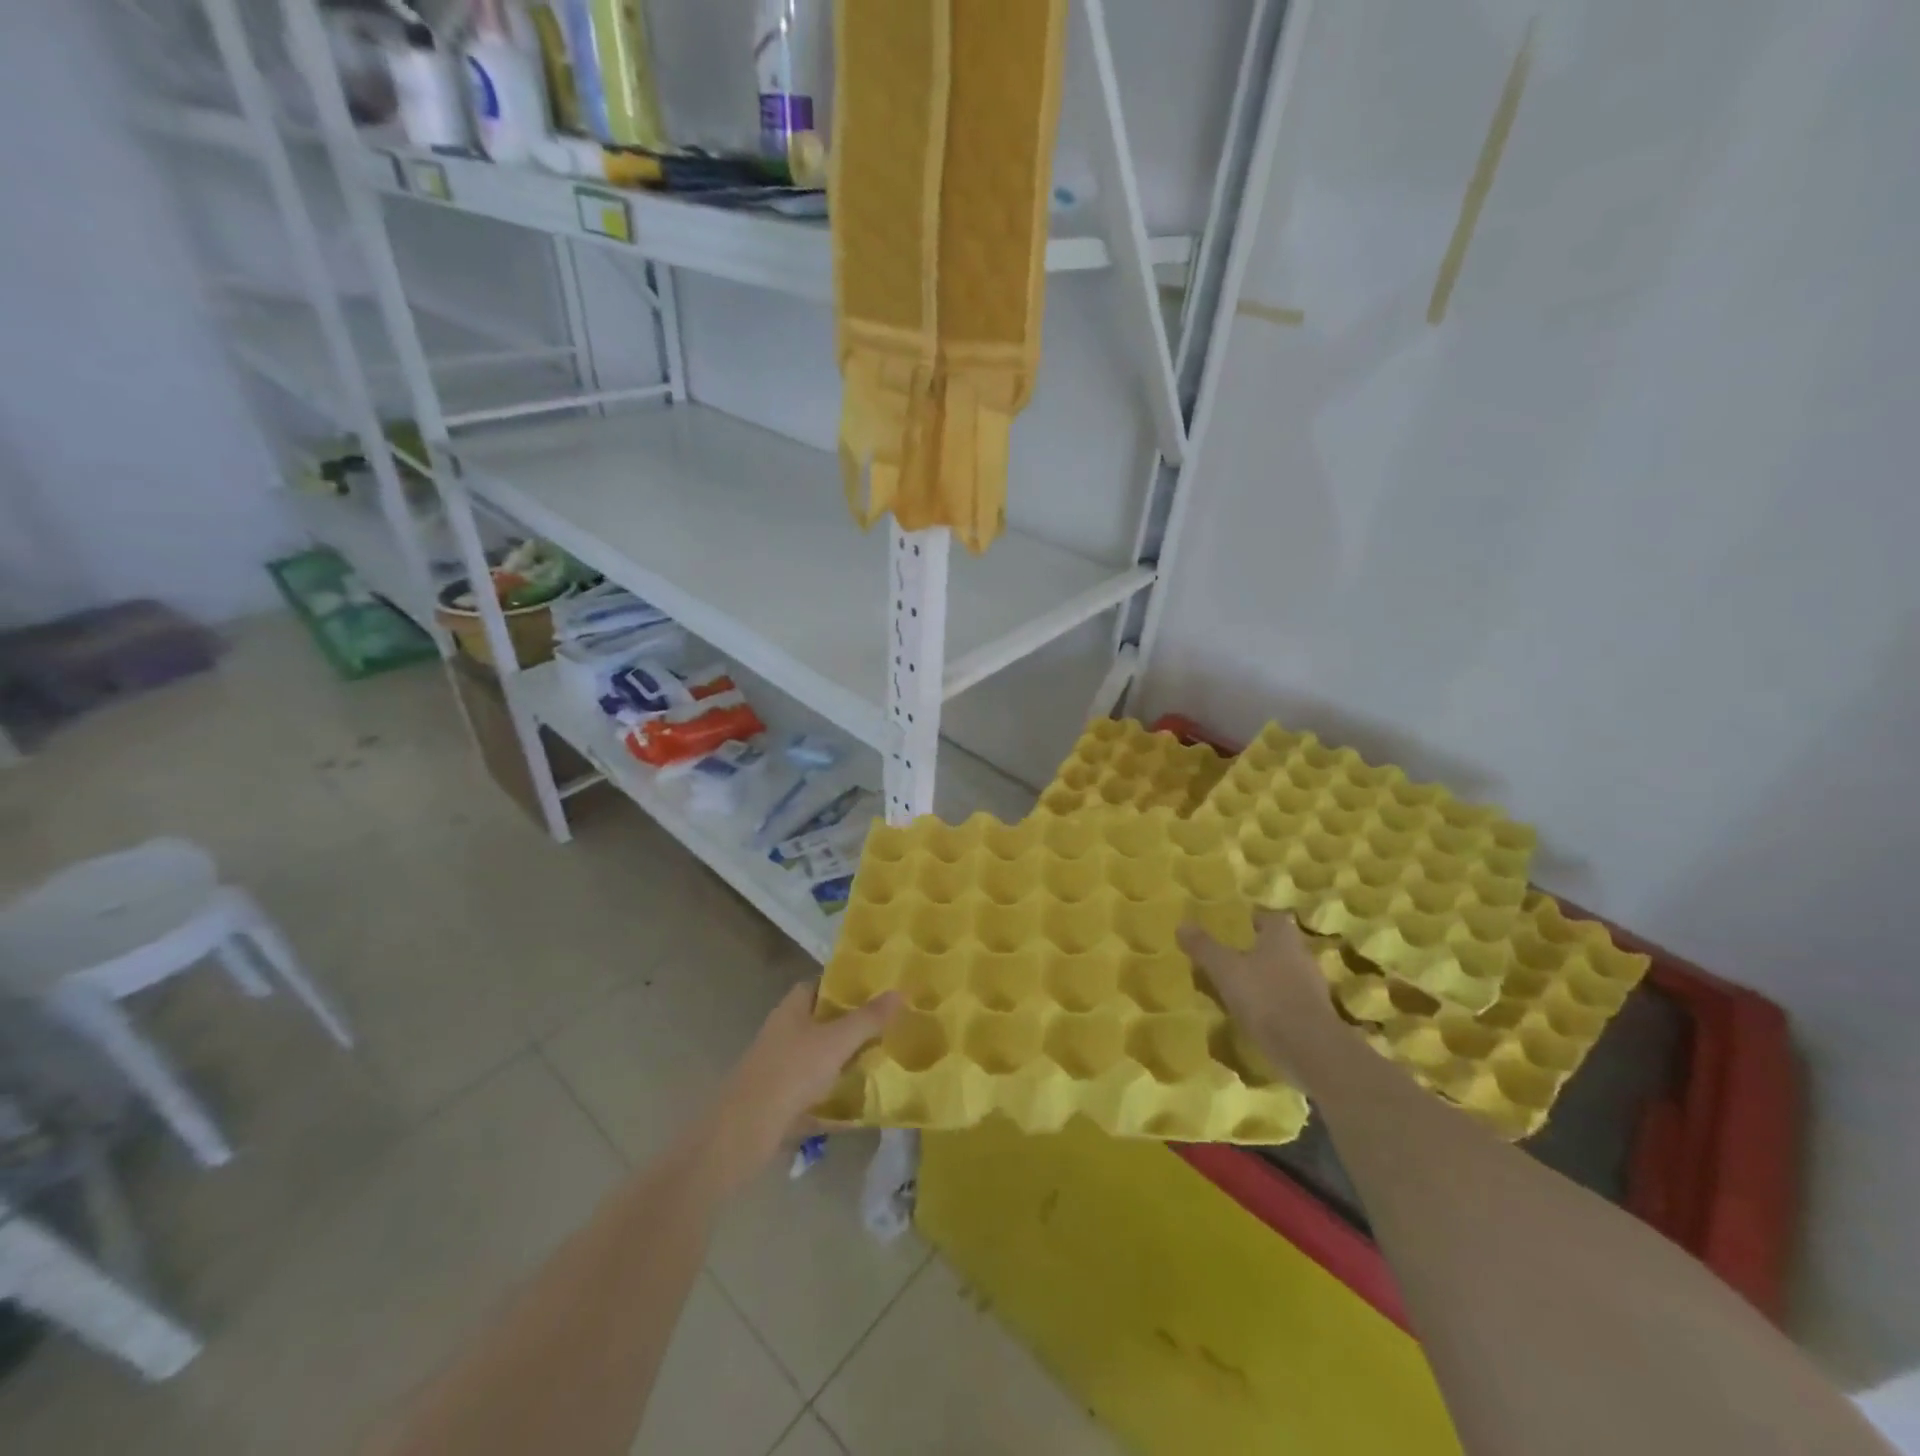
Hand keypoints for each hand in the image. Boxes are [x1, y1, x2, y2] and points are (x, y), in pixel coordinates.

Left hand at [701, 983, 899, 1195]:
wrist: (744, 1132)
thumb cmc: (791, 1073)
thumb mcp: (836, 1042)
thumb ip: (868, 1018)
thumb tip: (900, 991)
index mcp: (791, 1008)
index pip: (820, 984)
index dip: (846, 985)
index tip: (877, 990)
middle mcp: (783, 1032)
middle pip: (822, 1021)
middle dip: (852, 1024)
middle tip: (888, 1026)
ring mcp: (780, 1067)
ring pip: (819, 1056)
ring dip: (845, 1060)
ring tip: (881, 1061)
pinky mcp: (780, 1099)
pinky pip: (815, 1090)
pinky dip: (835, 1094)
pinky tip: (860, 1104)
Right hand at [1178, 911, 1338, 1082]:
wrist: (1311, 1051)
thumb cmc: (1266, 998)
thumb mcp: (1225, 970)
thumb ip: (1204, 947)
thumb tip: (1182, 925)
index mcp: (1282, 937)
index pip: (1271, 917)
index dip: (1254, 919)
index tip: (1236, 927)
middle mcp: (1301, 956)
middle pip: (1278, 945)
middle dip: (1257, 950)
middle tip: (1230, 957)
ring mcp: (1312, 988)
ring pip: (1284, 974)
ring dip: (1265, 978)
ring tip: (1237, 988)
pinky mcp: (1315, 1016)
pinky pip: (1289, 1000)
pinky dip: (1273, 1004)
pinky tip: (1255, 1015)